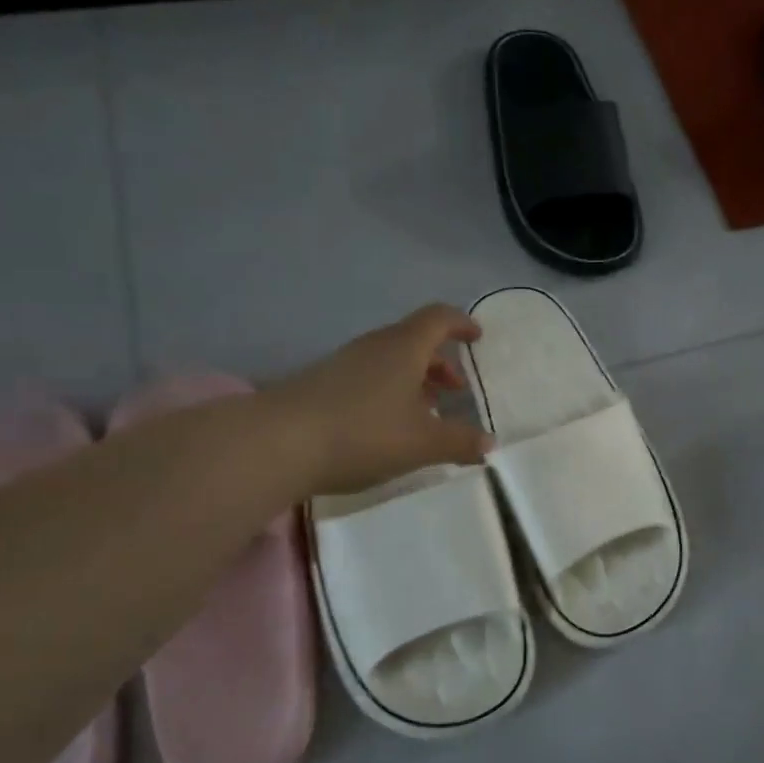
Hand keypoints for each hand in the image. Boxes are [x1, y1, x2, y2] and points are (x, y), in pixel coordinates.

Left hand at [269, 303, 493, 494]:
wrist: (274, 444)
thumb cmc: (362, 433)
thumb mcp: (422, 443)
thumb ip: (460, 441)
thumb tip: (489, 443)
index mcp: (404, 348)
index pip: (439, 318)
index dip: (461, 324)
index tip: (477, 338)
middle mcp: (374, 347)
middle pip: (414, 339)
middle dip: (440, 361)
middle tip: (457, 388)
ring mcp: (343, 363)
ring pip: (389, 360)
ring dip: (414, 378)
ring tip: (427, 411)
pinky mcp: (321, 384)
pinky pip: (368, 377)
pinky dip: (389, 391)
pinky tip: (388, 425)